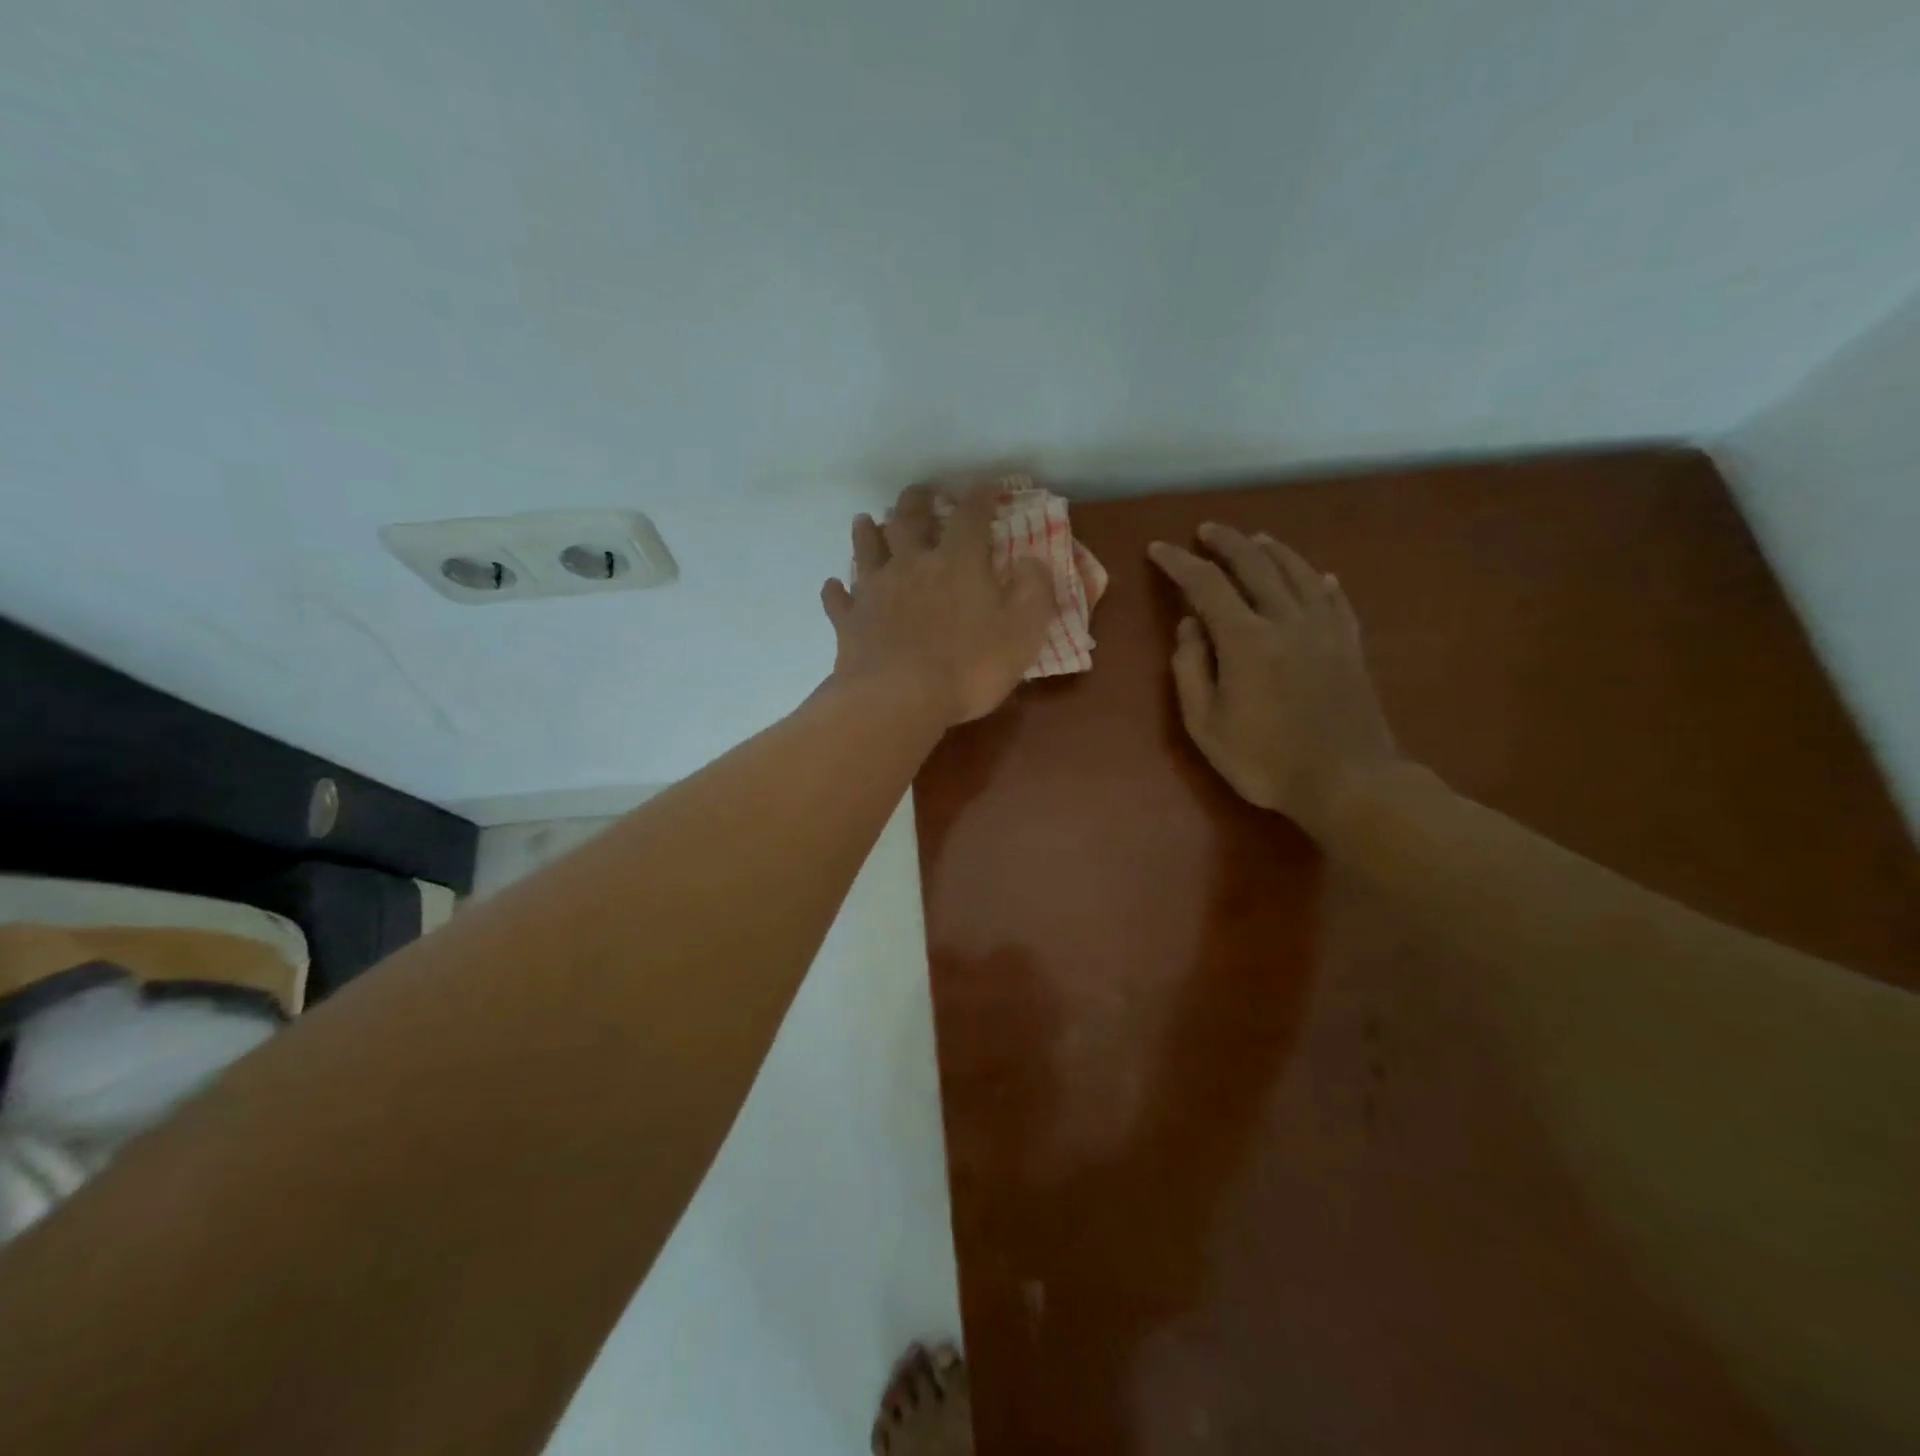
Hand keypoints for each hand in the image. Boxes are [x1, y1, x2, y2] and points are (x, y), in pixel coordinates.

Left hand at [822, 482, 1054, 725]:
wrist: (897, 699)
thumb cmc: (968, 667)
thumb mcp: (1023, 632)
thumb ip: (1033, 591)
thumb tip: (1031, 561)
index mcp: (957, 563)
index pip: (970, 517)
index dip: (980, 498)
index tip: (985, 488)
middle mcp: (911, 565)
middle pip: (909, 521)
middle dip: (916, 502)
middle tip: (919, 493)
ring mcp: (875, 591)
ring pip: (867, 550)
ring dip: (867, 533)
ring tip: (866, 520)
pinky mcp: (849, 622)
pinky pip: (838, 600)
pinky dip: (836, 590)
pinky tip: (834, 586)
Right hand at [1149, 524, 1399, 834]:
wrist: (1348, 781)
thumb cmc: (1265, 760)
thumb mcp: (1206, 725)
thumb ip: (1190, 670)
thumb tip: (1188, 625)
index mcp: (1246, 639)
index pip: (1206, 585)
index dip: (1179, 563)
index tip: (1159, 549)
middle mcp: (1286, 620)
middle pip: (1255, 565)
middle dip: (1226, 543)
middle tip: (1206, 530)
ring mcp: (1324, 629)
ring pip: (1298, 572)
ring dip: (1272, 551)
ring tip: (1255, 540)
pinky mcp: (1350, 645)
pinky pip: (1335, 599)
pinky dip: (1320, 581)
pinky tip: (1318, 575)